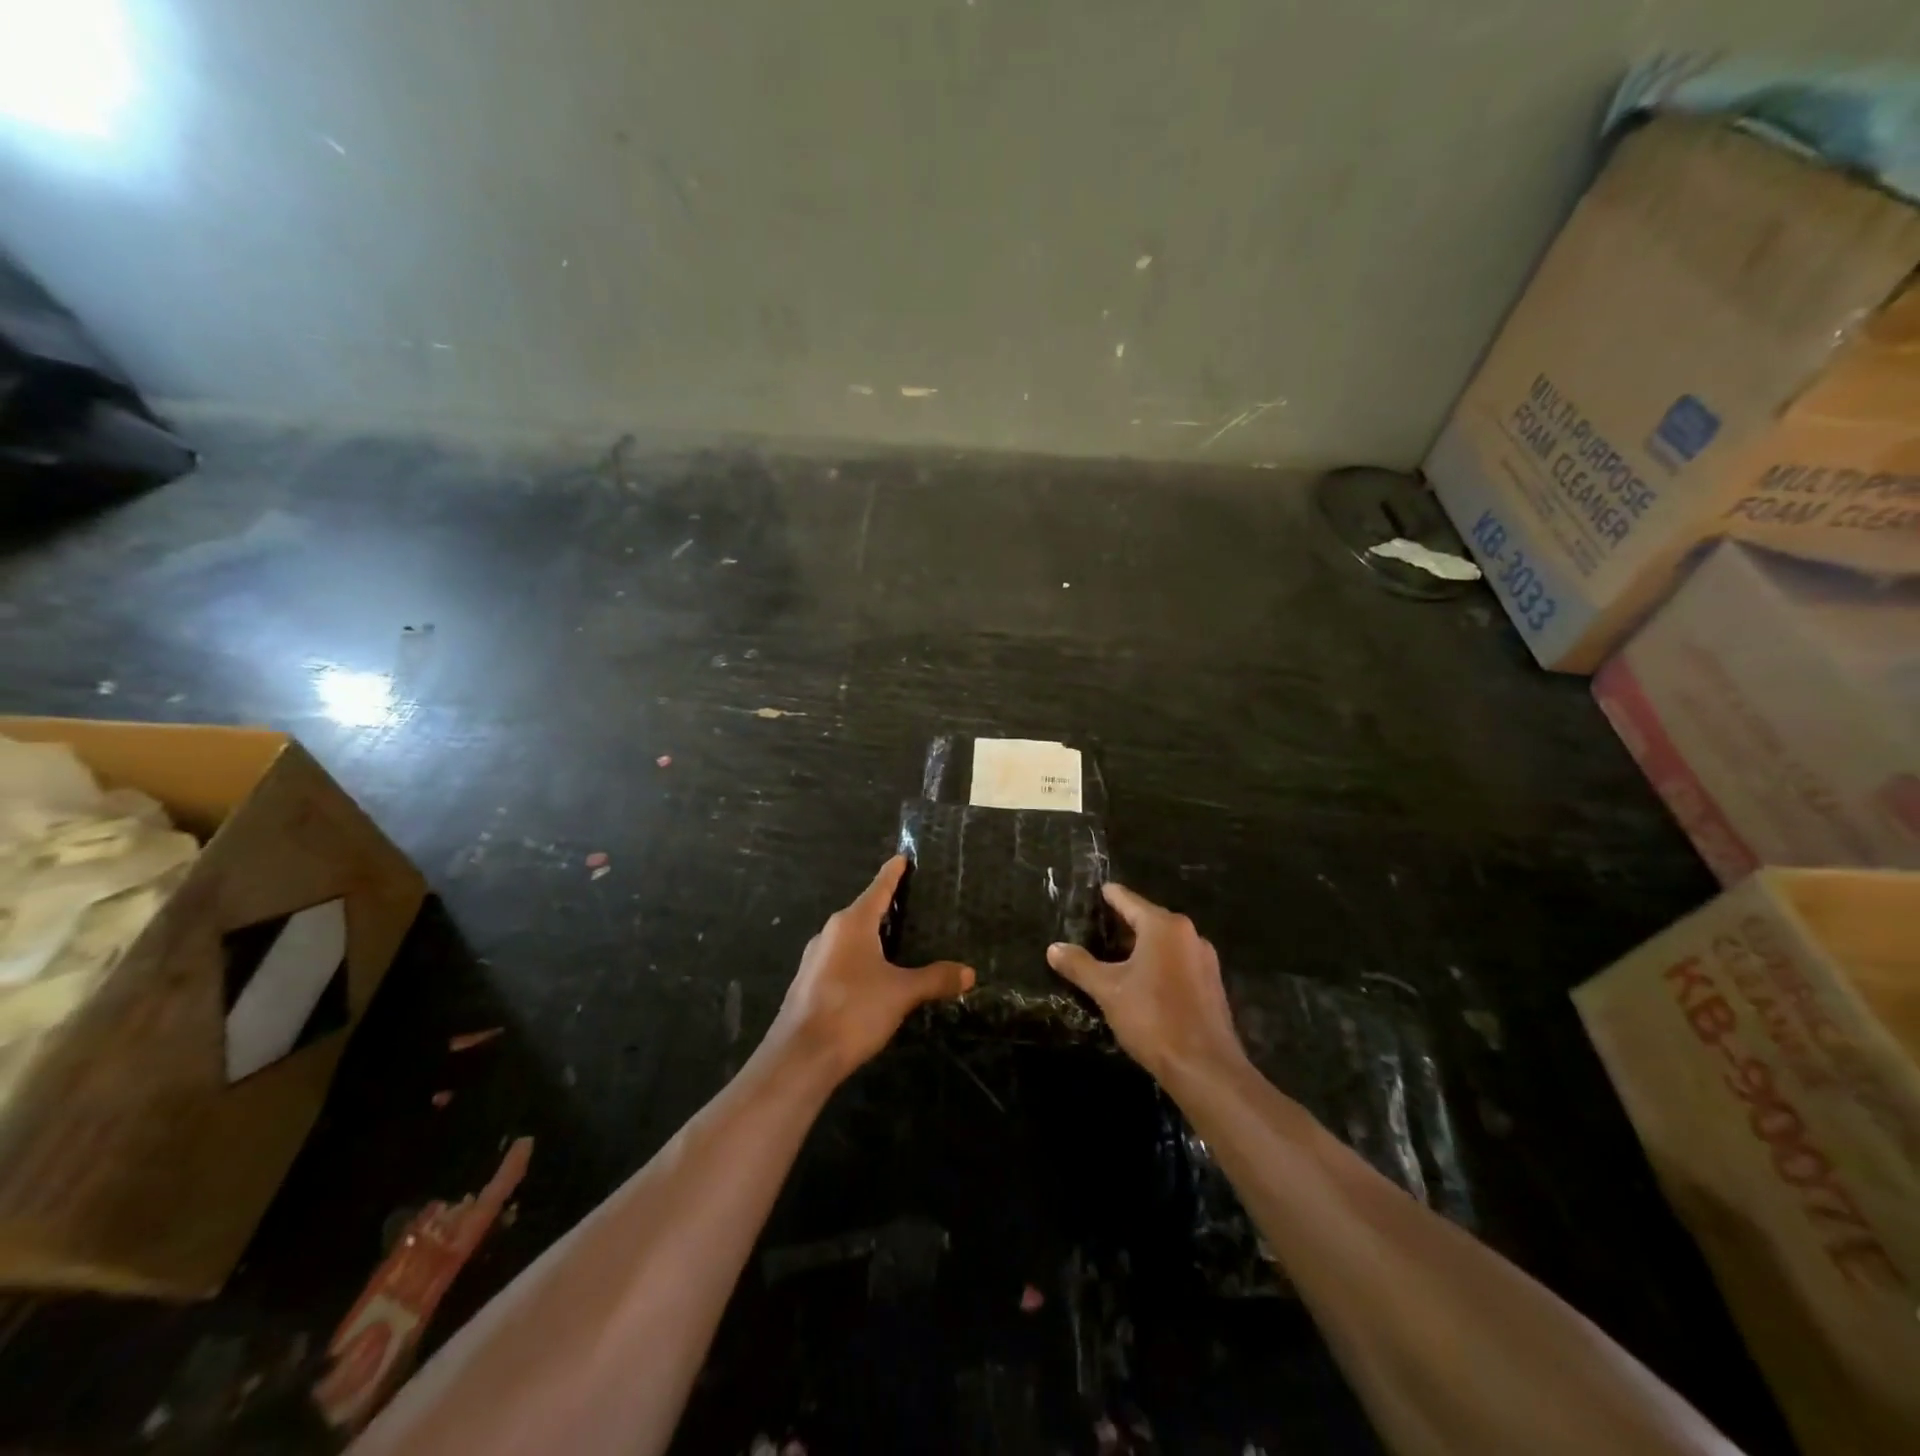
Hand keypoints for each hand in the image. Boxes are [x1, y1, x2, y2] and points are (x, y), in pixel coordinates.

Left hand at [766, 856, 974, 1082]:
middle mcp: (830, 933)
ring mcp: (814, 959)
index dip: (892, 874)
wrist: (800, 1056)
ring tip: (893, 942)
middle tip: (908, 903)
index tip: (901, 858)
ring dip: (869, 937)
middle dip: (883, 907)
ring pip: (848, 938)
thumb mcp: (902, 993)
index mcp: (852, 924)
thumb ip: (935, 979)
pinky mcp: (807, 984)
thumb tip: (969, 972)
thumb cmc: (853, 1010)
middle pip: (861, 912)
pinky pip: (838, 960)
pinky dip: (857, 960)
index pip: (878, 889)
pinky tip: (870, 978)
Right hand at [1047, 884, 1244, 1084]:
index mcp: (1163, 927)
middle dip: (1124, 923)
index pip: (1129, 901)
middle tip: (1098, 926)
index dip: (1110, 896)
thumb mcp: (1108, 990)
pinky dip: (1159, 963)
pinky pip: (1178, 962)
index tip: (1098, 890)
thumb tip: (1053, 948)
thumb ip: (1080, 965)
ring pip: (1165, 943)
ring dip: (1142, 946)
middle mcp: (1188, 935)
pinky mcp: (1211, 984)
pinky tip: (1143, 981)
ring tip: (1116, 955)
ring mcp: (1204, 960)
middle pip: (1149, 919)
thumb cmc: (1152, 1018)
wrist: (1204, 1067)